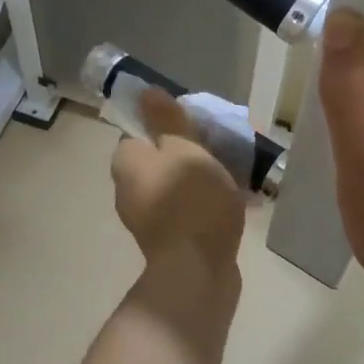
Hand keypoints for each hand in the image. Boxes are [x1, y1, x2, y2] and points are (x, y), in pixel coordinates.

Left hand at [111, 90, 247, 277]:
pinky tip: (234, 204)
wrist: (196, 270)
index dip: (170, 125)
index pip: (142, 130)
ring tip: (237, 176)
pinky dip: (205, 204)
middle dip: (191, 152)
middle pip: (160, 158)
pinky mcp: (167, 241)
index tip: (200, 127)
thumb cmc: (191, 200)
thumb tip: (146, 93)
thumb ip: (168, 121)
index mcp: (126, 161)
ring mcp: (146, 218)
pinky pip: (187, 210)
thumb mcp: (185, 149)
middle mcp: (128, 188)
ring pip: (175, 185)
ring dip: (201, 179)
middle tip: (224, 150)